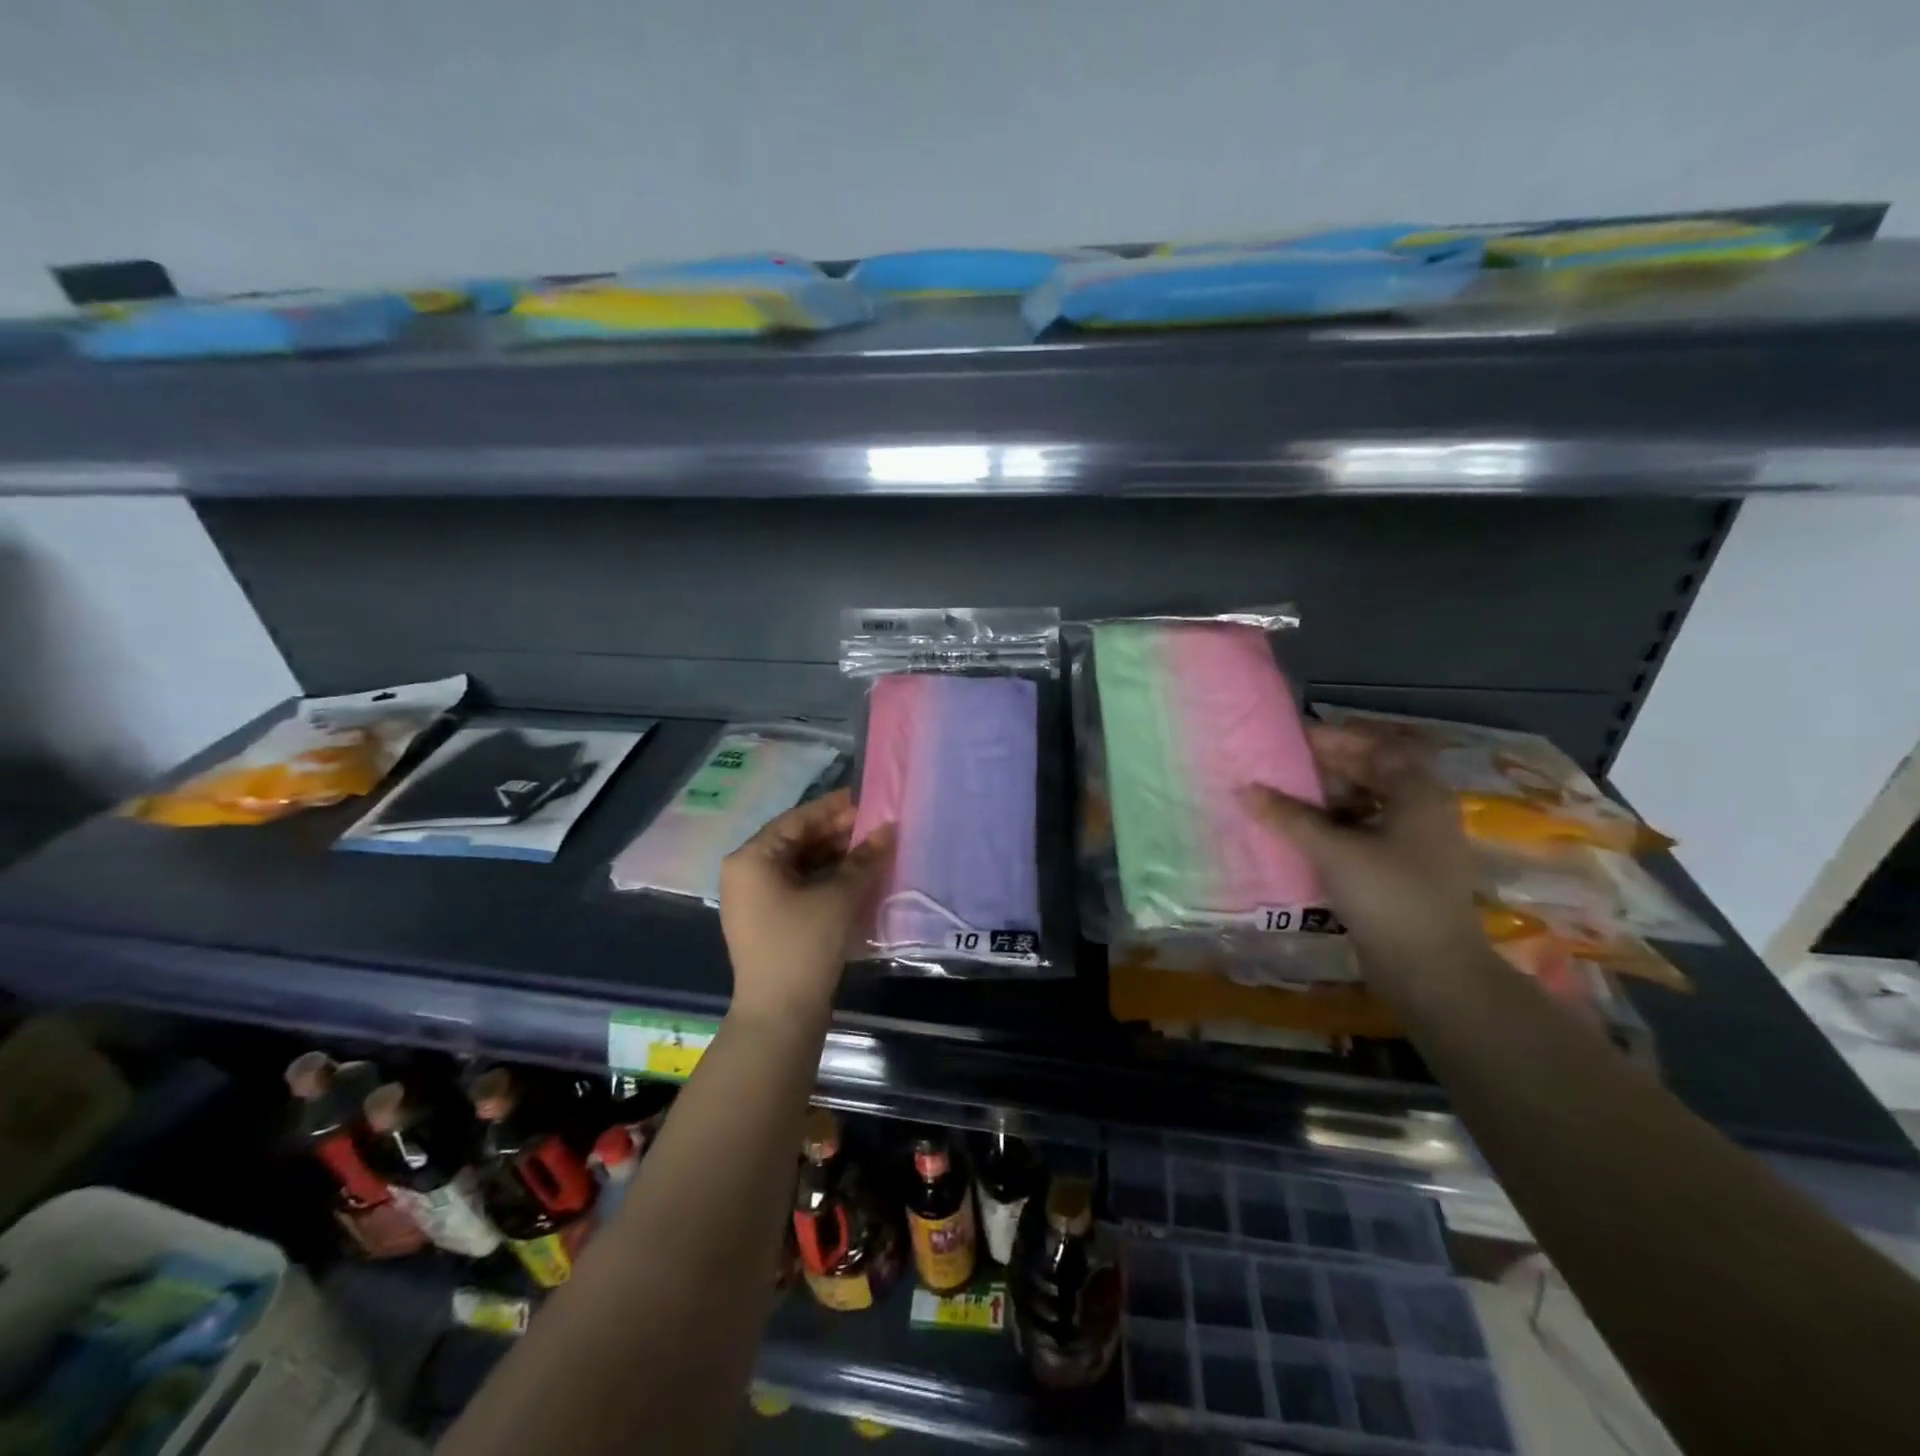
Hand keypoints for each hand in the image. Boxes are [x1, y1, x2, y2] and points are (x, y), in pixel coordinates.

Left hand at [719, 789, 892, 1021]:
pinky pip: (799, 886)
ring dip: (835, 856)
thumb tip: (889, 828)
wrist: (780, 1015)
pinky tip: (857, 876)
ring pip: (800, 864)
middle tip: (877, 826)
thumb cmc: (804, 945)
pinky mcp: (768, 920)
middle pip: (797, 840)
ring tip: (873, 849)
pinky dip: (826, 878)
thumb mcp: (839, 897)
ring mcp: (755, 899)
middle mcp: (746, 873)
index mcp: (752, 858)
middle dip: (838, 833)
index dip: (835, 808)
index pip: (798, 819)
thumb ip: (864, 858)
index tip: (868, 798)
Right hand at [1242, 725, 1487, 990]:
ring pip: (1369, 803)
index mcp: (1418, 793)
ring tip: (1286, 797)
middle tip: (1282, 766)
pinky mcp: (1403, 870)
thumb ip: (1289, 817)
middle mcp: (1422, 810)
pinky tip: (1305, 834)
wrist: (1433, 972)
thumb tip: (1245, 788)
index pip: (1376, 746)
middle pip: (1374, 772)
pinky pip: (1366, 832)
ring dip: (1330, 797)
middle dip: (1329, 766)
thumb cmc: (1389, 898)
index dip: (1335, 738)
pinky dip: (1336, 826)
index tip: (1292, 738)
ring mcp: (1415, 843)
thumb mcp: (1334, 851)